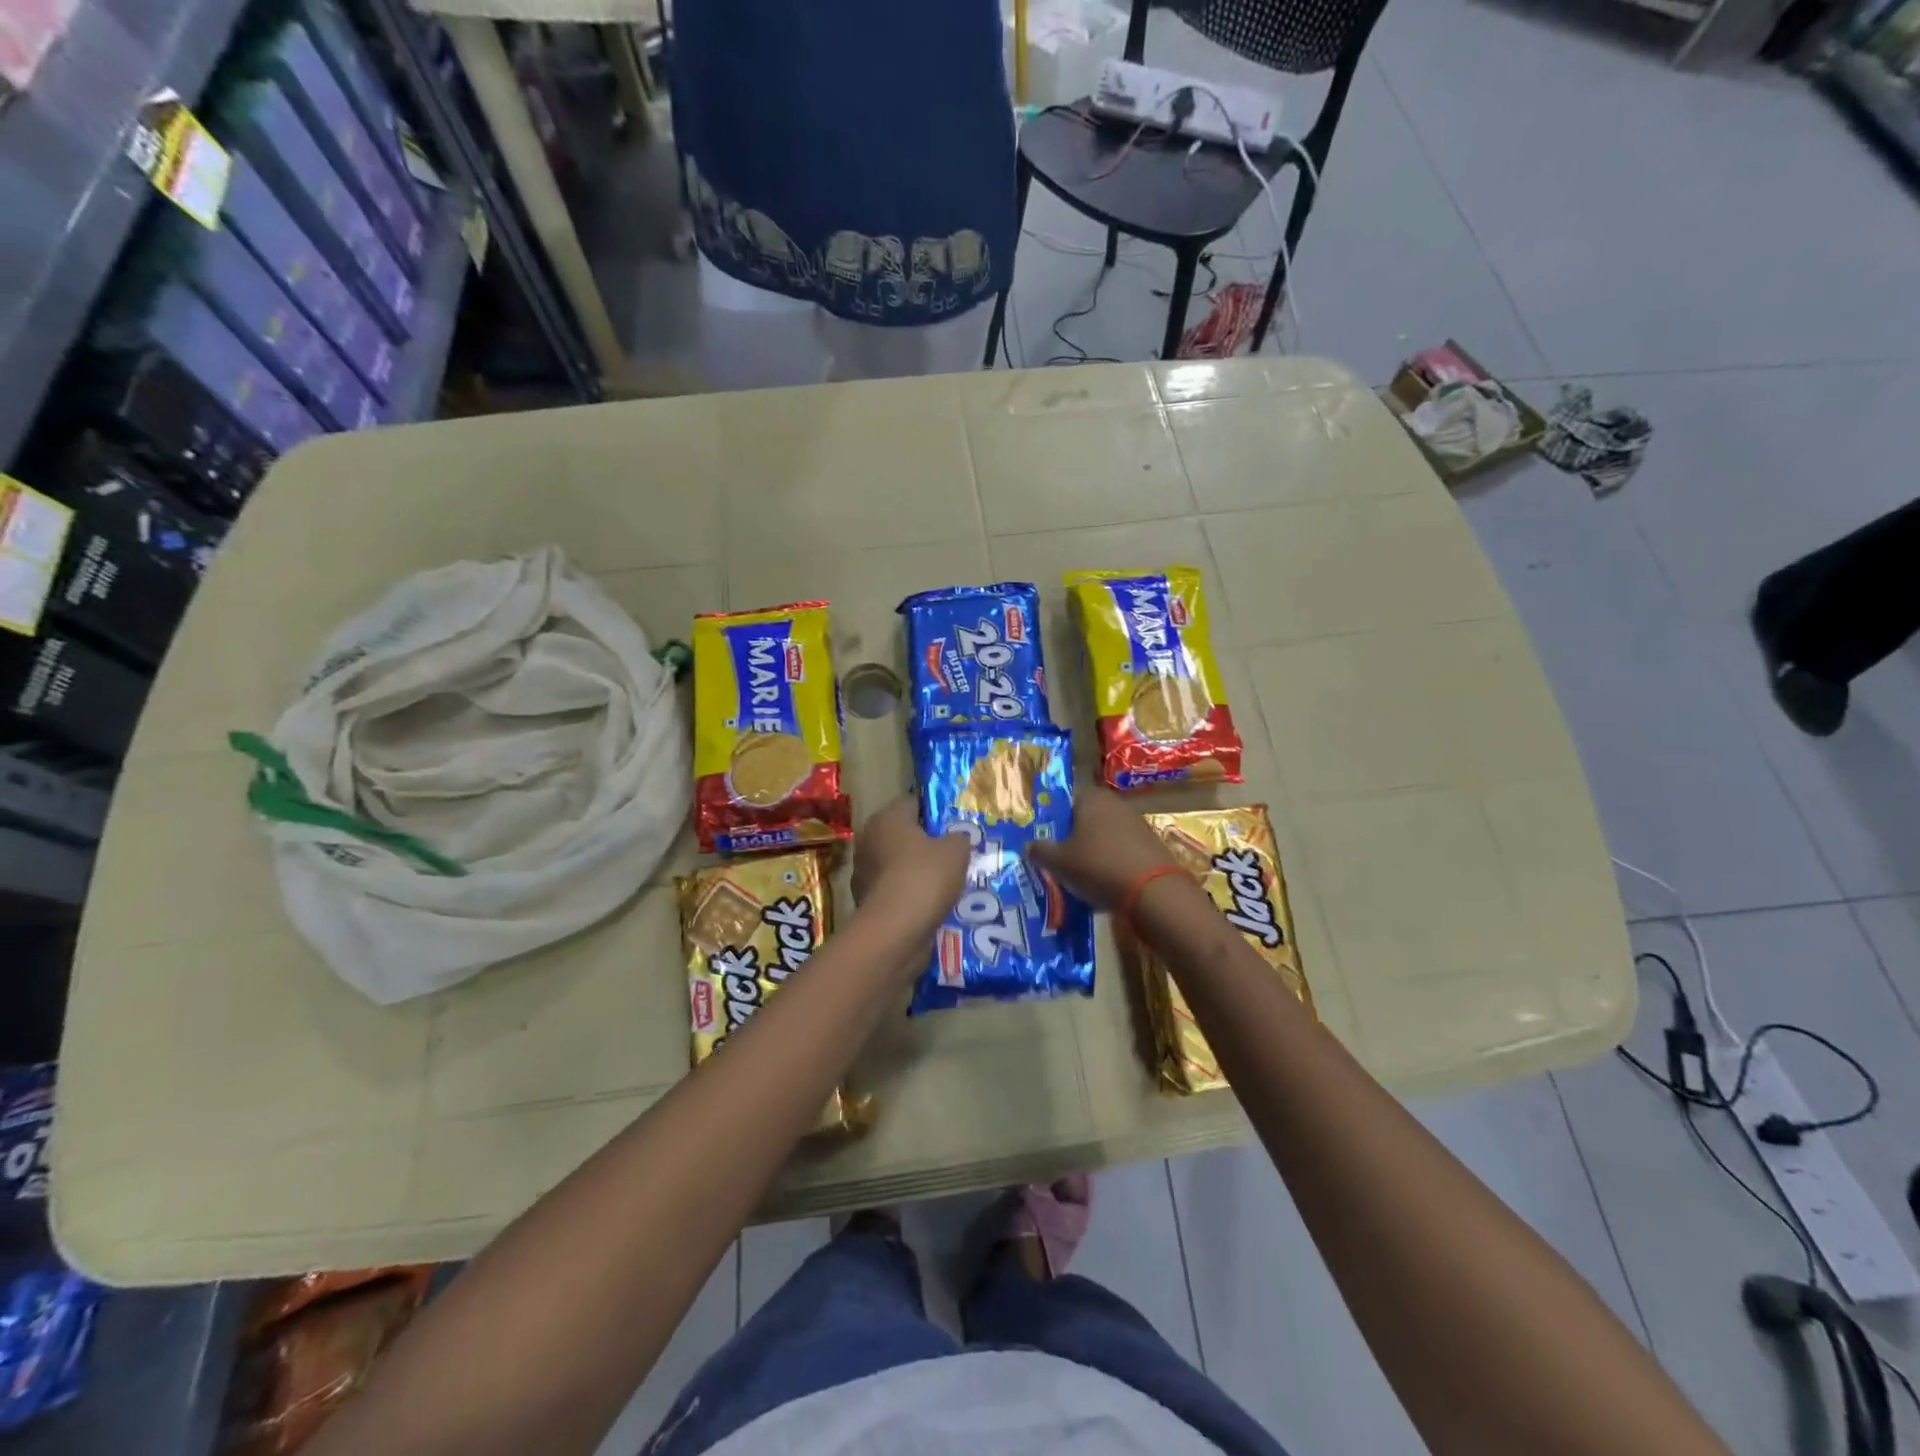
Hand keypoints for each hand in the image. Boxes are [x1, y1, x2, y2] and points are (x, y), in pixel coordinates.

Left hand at [852, 797, 969, 936]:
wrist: (895, 931)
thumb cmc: (925, 877)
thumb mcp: (957, 850)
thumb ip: (959, 838)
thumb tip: (956, 839)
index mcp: (887, 818)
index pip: (913, 803)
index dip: (935, 811)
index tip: (955, 825)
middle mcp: (869, 840)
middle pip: (904, 835)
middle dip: (927, 843)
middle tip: (955, 854)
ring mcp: (864, 872)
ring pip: (898, 864)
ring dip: (918, 871)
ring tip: (948, 882)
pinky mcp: (866, 901)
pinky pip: (895, 891)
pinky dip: (910, 895)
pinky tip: (932, 904)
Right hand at [1026, 787, 1178, 910]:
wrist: (1152, 891)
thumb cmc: (1098, 866)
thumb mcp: (1059, 862)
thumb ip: (1041, 851)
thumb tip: (1029, 846)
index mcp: (1092, 799)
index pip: (1068, 801)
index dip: (1057, 821)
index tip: (1049, 842)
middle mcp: (1116, 804)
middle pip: (1088, 819)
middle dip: (1076, 838)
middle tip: (1062, 861)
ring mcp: (1137, 824)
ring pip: (1106, 836)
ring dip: (1095, 852)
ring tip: (1083, 877)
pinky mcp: (1152, 845)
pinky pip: (1123, 851)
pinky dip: (1114, 864)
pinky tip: (1107, 884)